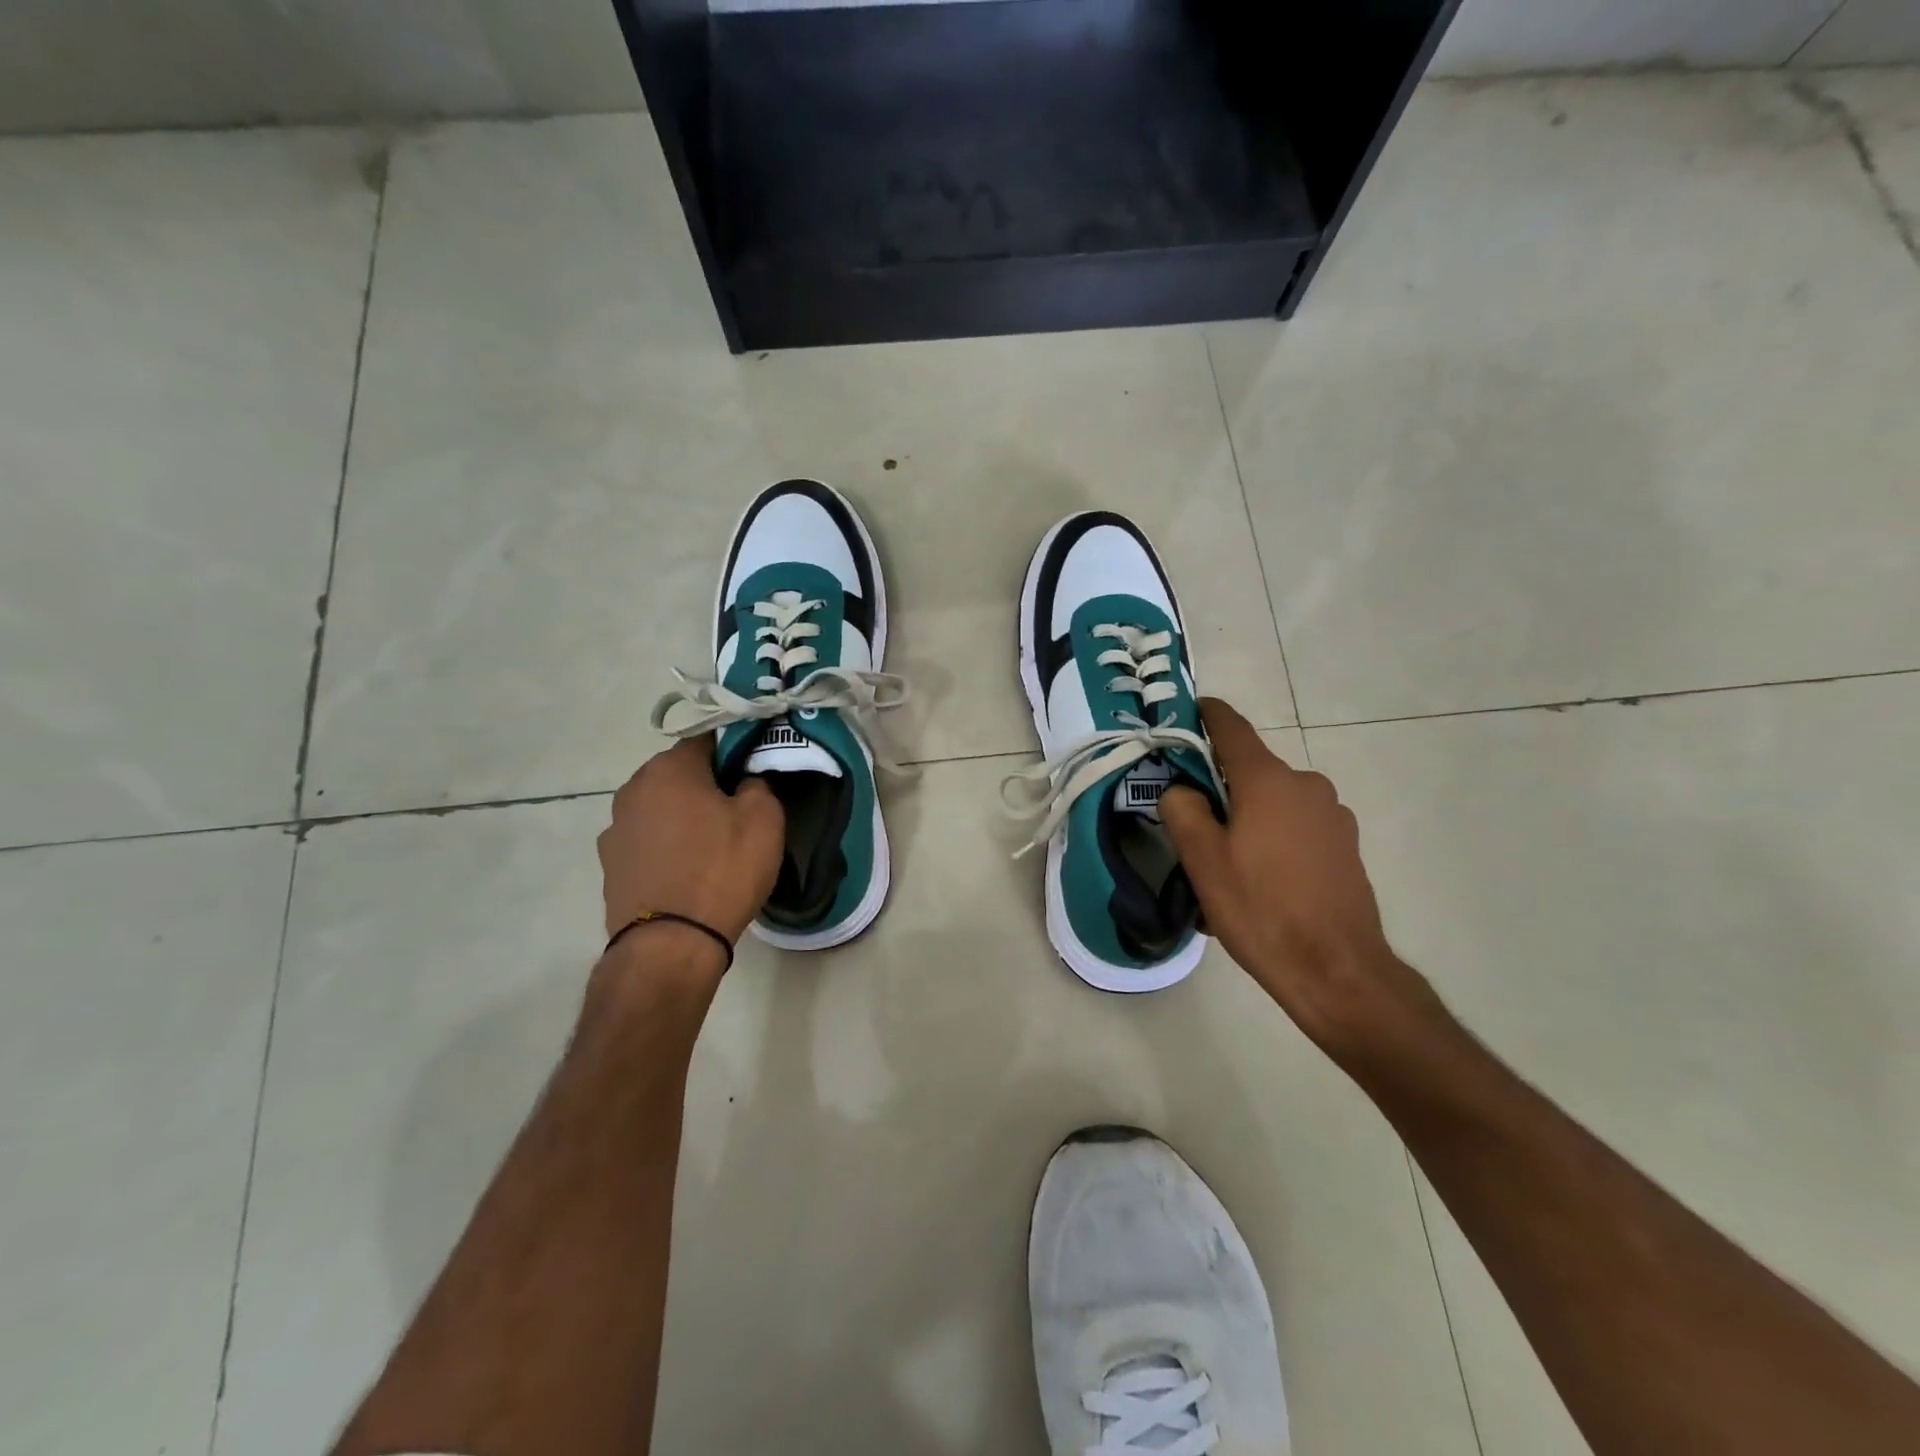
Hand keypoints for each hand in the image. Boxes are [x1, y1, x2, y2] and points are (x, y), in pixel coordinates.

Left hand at [597, 737, 784, 950]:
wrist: (670, 945)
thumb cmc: (722, 870)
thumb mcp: (764, 819)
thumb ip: (758, 784)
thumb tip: (745, 781)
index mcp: (669, 768)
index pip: (709, 739)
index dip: (736, 752)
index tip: (755, 775)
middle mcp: (632, 789)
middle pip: (680, 774)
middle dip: (707, 785)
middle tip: (738, 812)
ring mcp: (614, 828)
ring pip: (661, 808)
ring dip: (684, 817)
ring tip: (711, 848)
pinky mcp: (609, 865)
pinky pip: (648, 842)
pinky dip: (666, 847)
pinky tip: (686, 872)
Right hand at [1161, 699, 1438, 1059]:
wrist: (1338, 971)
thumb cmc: (1262, 909)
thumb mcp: (1203, 861)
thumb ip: (1183, 810)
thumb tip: (1181, 789)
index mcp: (1269, 780)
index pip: (1231, 727)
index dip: (1204, 715)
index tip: (1184, 713)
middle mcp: (1306, 785)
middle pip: (1250, 770)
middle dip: (1218, 786)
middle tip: (1189, 824)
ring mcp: (1333, 815)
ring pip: (1272, 802)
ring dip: (1246, 819)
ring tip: (1224, 867)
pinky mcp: (1345, 846)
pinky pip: (1295, 828)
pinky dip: (1271, 840)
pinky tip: (1259, 884)